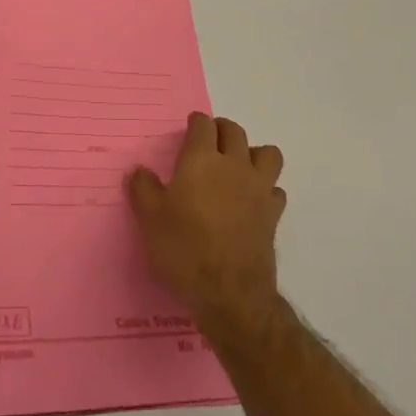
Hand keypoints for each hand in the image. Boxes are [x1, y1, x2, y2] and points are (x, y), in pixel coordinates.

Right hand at [127, 113, 285, 339]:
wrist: (229, 292)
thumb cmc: (184, 248)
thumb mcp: (150, 218)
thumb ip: (143, 189)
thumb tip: (139, 171)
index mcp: (202, 160)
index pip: (203, 125)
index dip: (195, 123)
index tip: (189, 129)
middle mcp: (234, 166)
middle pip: (235, 131)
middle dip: (222, 130)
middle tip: (210, 141)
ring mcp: (259, 189)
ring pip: (267, 154)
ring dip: (253, 153)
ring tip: (239, 165)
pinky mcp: (273, 214)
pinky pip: (276, 190)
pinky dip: (266, 189)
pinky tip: (252, 201)